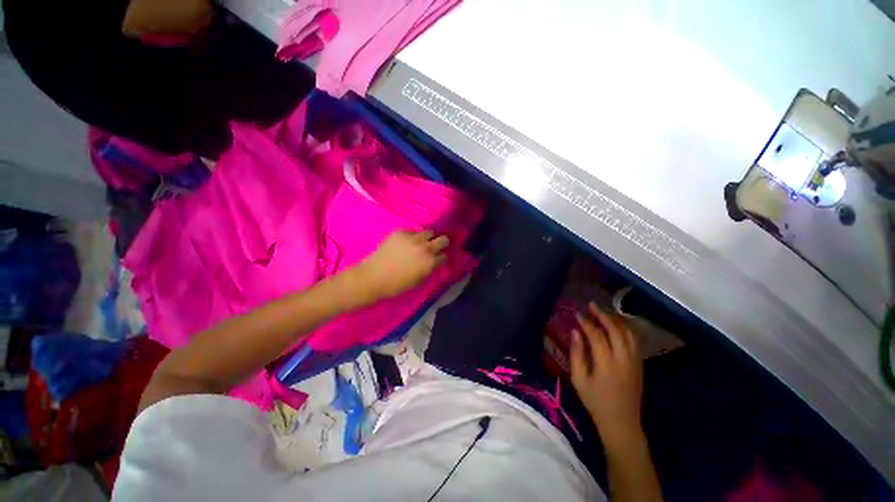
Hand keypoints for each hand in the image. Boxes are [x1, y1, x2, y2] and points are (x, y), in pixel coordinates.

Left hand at [353, 230, 448, 302]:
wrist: (373, 277)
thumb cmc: (397, 285)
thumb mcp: (419, 281)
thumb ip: (429, 270)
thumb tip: (433, 263)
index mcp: (431, 262)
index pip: (445, 256)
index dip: (441, 258)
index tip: (437, 259)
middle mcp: (425, 247)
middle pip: (443, 239)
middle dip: (441, 244)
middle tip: (434, 247)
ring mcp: (413, 238)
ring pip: (429, 232)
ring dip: (427, 238)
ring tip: (419, 243)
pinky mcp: (400, 232)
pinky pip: (412, 231)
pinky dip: (411, 236)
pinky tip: (404, 243)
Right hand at [570, 302, 644, 452]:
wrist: (621, 422)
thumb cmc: (595, 401)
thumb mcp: (578, 379)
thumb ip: (576, 354)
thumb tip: (575, 332)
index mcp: (606, 363)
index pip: (597, 335)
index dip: (587, 322)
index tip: (577, 313)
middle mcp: (623, 359)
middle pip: (615, 330)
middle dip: (603, 315)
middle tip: (591, 305)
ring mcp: (634, 361)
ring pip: (628, 334)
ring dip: (616, 320)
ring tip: (604, 312)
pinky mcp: (639, 365)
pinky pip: (635, 341)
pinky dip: (626, 329)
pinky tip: (617, 325)